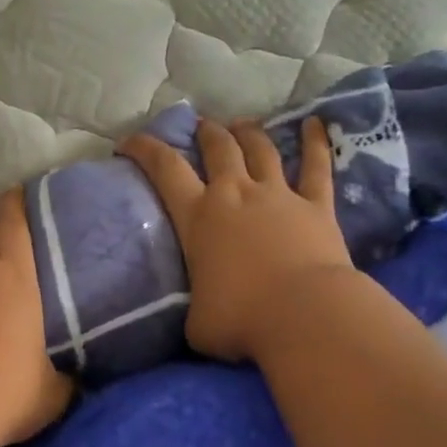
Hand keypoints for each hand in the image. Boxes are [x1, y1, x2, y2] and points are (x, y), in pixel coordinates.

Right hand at [120, 118, 354, 362]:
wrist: (303, 315)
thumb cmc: (241, 320)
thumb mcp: (197, 322)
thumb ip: (196, 307)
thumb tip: (204, 313)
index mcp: (199, 218)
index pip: (165, 170)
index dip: (145, 149)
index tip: (129, 141)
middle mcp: (236, 195)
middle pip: (219, 149)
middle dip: (206, 133)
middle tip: (202, 127)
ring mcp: (279, 196)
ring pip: (261, 150)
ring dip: (249, 133)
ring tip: (242, 124)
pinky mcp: (317, 206)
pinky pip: (317, 167)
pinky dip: (316, 143)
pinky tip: (317, 124)